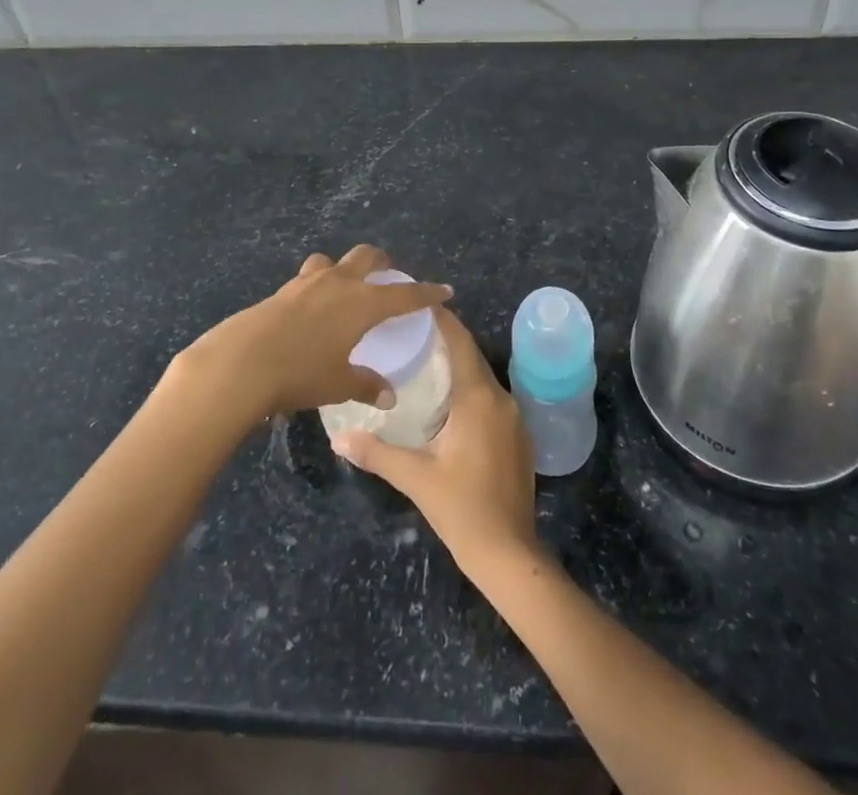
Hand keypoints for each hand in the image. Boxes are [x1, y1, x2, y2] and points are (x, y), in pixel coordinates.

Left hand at [176, 245, 450, 422]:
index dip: (426, 292)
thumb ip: (366, 385)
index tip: (445, 290)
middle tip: (389, 277)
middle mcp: (338, 283)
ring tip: (345, 288)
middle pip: (367, 257)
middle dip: (383, 263)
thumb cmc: (300, 373)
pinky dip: (318, 286)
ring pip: (332, 261)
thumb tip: (389, 395)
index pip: (404, 293)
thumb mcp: (338, 384)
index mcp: (362, 302)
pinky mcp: (281, 291)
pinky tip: (313, 311)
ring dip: (344, 268)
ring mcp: (306, 283)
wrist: (241, 363)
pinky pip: (308, 279)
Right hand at [331, 308, 538, 570]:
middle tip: (413, 331)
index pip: (461, 343)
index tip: (420, 303)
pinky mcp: (518, 438)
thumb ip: (377, 453)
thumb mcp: (415, 478)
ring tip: (426, 361)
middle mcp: (501, 399)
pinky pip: (491, 399)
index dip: (443, 320)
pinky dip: (470, 390)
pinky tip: (449, 403)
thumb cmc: (462, 509)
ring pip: (483, 379)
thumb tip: (340, 438)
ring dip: (458, 367)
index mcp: (478, 398)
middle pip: (472, 357)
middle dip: (447, 341)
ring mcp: (514, 419)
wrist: (509, 553)